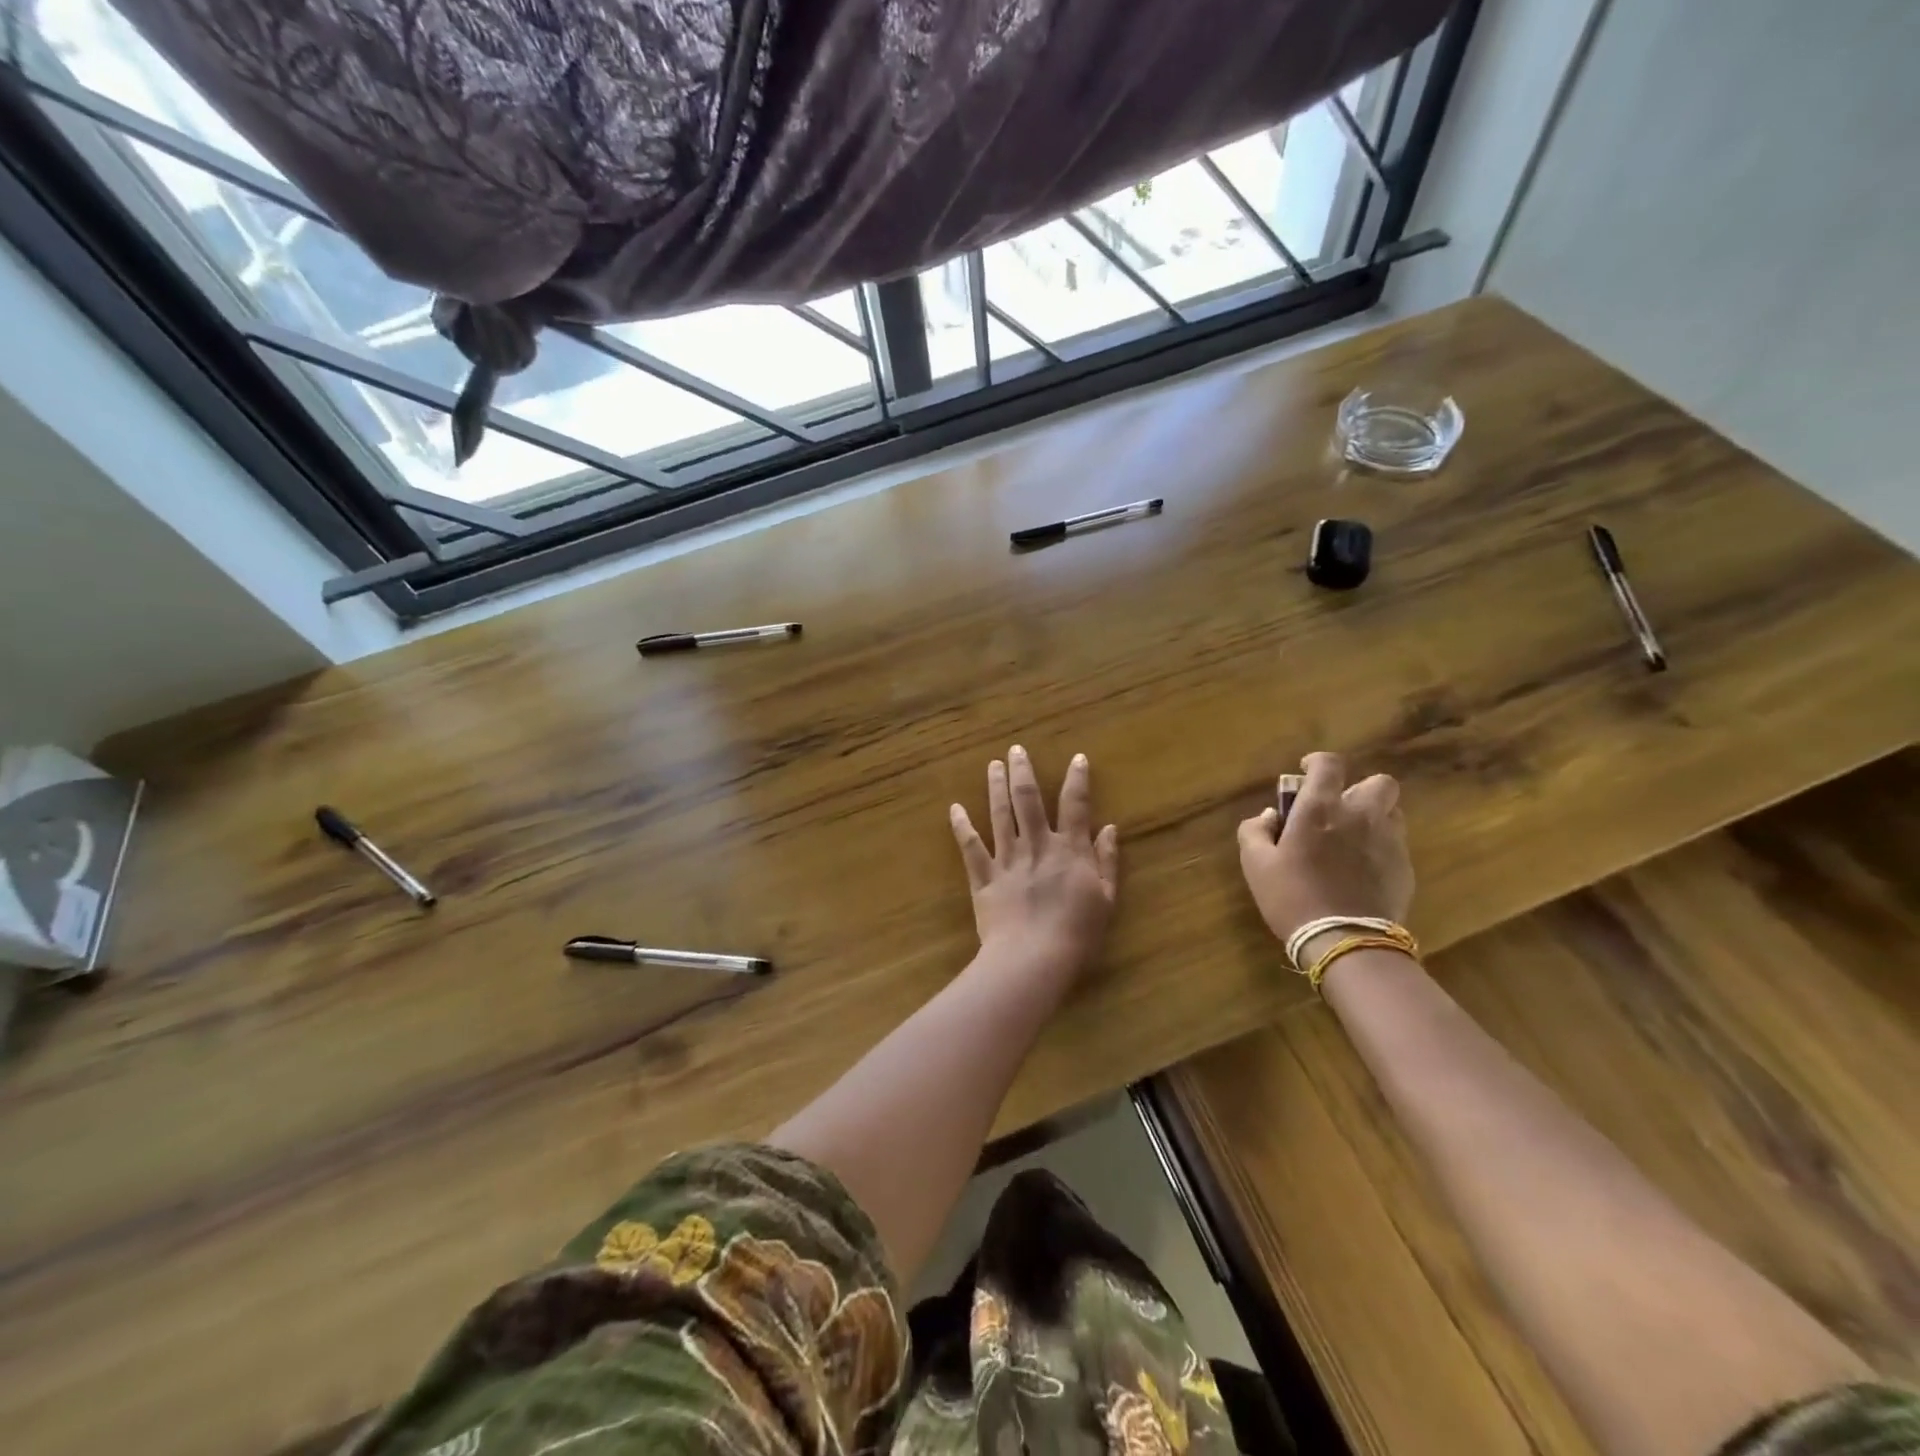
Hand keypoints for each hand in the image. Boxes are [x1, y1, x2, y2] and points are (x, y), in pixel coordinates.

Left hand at [949, 745, 1119, 981]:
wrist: (1033, 958)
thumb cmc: (1077, 934)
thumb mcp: (1106, 899)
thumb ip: (1107, 861)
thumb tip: (1109, 828)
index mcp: (1069, 851)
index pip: (1075, 806)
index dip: (1077, 779)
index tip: (1077, 758)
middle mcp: (1037, 846)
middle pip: (1028, 800)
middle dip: (1022, 772)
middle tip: (1015, 749)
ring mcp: (1007, 860)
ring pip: (999, 815)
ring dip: (995, 787)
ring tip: (992, 765)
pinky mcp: (984, 877)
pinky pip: (970, 847)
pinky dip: (961, 826)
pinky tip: (954, 808)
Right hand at [1236, 751, 1413, 943]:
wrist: (1345, 941)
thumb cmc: (1292, 897)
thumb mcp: (1256, 864)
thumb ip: (1254, 831)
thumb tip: (1268, 816)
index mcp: (1320, 808)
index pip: (1329, 764)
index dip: (1317, 762)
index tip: (1306, 772)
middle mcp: (1360, 815)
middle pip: (1378, 782)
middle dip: (1360, 788)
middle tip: (1339, 809)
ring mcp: (1388, 840)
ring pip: (1392, 812)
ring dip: (1374, 816)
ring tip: (1354, 837)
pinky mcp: (1405, 867)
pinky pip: (1396, 843)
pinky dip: (1380, 846)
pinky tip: (1362, 869)